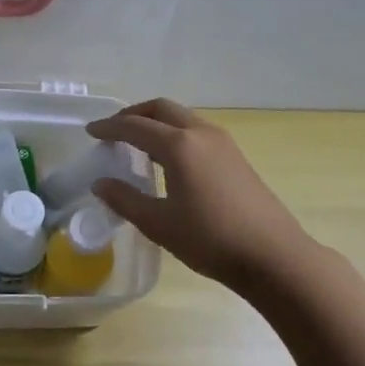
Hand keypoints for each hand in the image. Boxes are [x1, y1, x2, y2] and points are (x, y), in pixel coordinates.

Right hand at [88, 99, 314, 293]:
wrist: (273, 256)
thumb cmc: (210, 239)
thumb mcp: (159, 223)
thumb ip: (125, 199)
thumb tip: (101, 183)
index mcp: (179, 146)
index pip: (135, 126)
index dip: (109, 127)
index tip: (90, 132)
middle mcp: (201, 134)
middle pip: (161, 109)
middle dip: (134, 114)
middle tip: (114, 130)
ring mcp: (223, 143)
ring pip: (182, 118)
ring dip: (156, 122)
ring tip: (137, 143)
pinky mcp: (235, 157)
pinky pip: (196, 131)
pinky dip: (174, 134)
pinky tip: (168, 159)